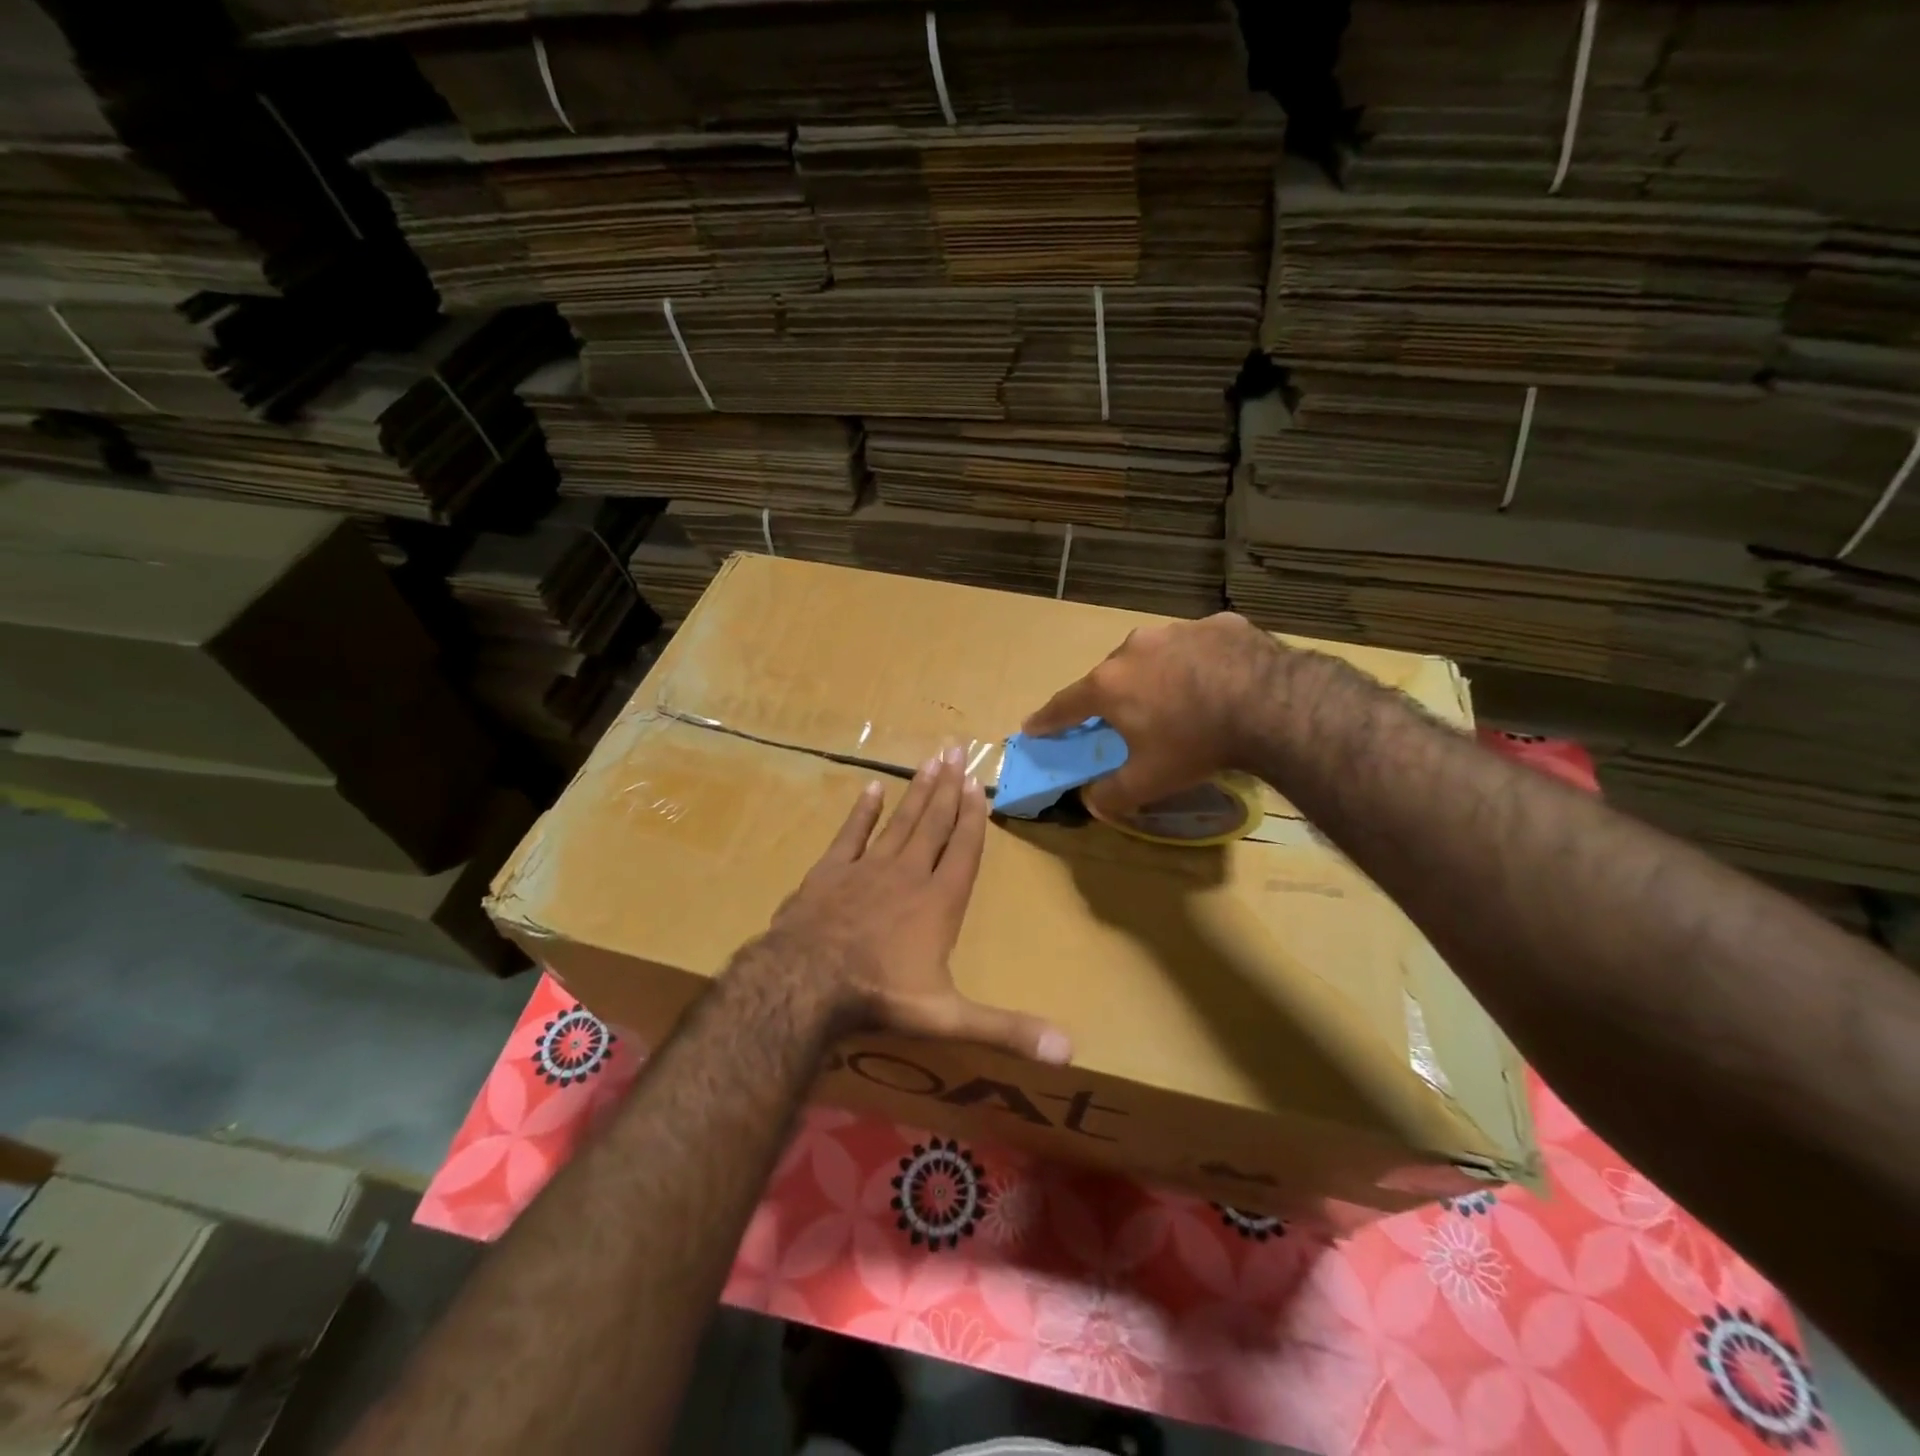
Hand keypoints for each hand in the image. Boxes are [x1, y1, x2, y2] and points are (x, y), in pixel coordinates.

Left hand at [769, 747, 1071, 1064]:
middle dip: (949, 787)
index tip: (979, 784)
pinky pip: (851, 833)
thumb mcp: (949, 1017)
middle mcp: (908, 874)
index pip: (964, 850)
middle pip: (934, 823)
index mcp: (939, 901)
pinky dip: (862, 811)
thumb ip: (1007, 1029)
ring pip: (900, 821)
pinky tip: (871, 786)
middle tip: (958, 749)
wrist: (804, 982)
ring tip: (932, 759)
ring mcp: (866, 868)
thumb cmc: (880, 996)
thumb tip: (1070, 1050)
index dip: (974, 817)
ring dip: (917, 790)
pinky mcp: (829, 871)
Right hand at [1023, 612, 1285, 816]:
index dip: (1047, 720)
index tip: (1033, 726)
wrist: (1271, 705)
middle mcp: (1135, 649)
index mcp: (1109, 685)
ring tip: (1181, 701)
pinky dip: (1200, 663)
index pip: (1064, 705)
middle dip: (1113, 696)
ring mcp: (1178, 630)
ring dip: (1158, 675)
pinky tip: (1220, 683)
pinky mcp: (1219, 623)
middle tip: (1126, 719)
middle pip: (1112, 676)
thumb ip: (1112, 794)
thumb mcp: (1149, 781)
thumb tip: (1092, 801)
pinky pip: (1199, 646)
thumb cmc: (1196, 743)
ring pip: (1155, 655)